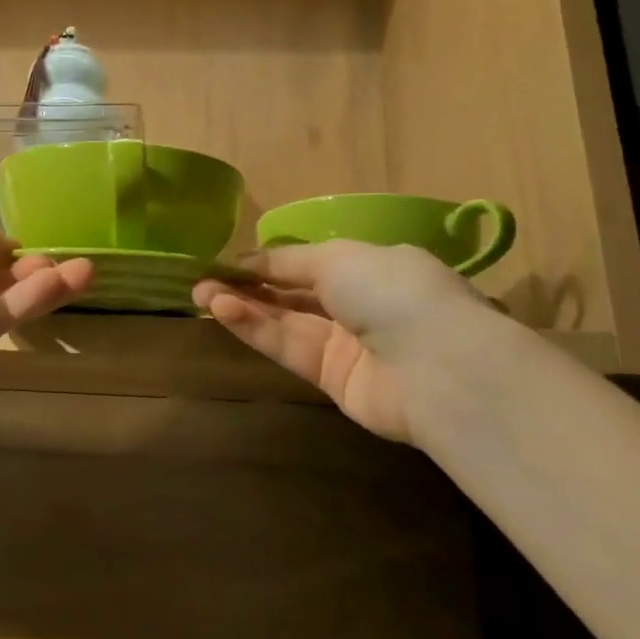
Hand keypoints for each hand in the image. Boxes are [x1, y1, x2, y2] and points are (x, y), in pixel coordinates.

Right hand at [193, 241, 490, 443]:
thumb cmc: (392, 291)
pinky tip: (223, 311)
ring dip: (244, 306)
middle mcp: (358, 305)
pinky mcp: (333, 381)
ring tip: (202, 294)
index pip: (309, 263)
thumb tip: (249, 260)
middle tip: (202, 280)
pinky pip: (289, 349)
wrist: (438, 367)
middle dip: (248, 285)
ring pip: (285, 322)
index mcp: (370, 267)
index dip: (268, 262)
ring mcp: (346, 345)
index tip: (226, 262)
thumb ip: (289, 261)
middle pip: (293, 294)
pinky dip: (256, 329)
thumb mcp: (338, 257)